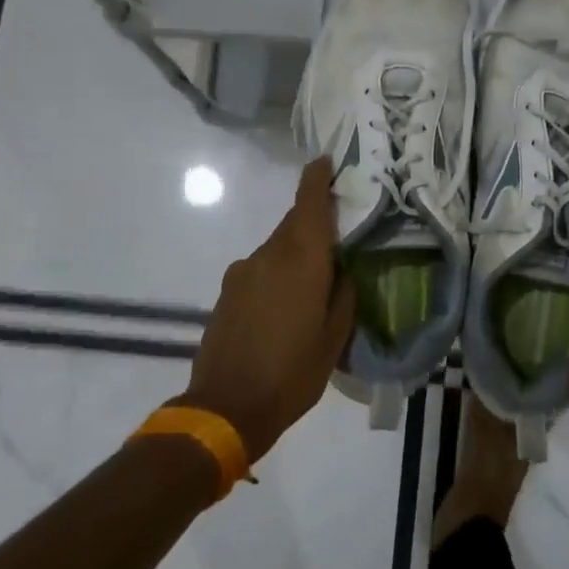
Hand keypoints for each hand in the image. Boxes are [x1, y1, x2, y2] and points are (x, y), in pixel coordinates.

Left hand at [178, 159, 355, 462]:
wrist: (225, 406)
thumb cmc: (292, 373)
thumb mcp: (334, 339)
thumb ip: (343, 295)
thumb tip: (342, 271)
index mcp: (301, 260)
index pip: (309, 204)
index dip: (317, 179)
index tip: (325, 161)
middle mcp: (268, 255)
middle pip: (293, 224)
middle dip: (314, 222)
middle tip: (338, 237)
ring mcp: (242, 272)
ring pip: (276, 248)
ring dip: (295, 254)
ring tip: (313, 284)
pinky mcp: (227, 291)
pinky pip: (260, 269)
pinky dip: (277, 274)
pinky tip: (284, 305)